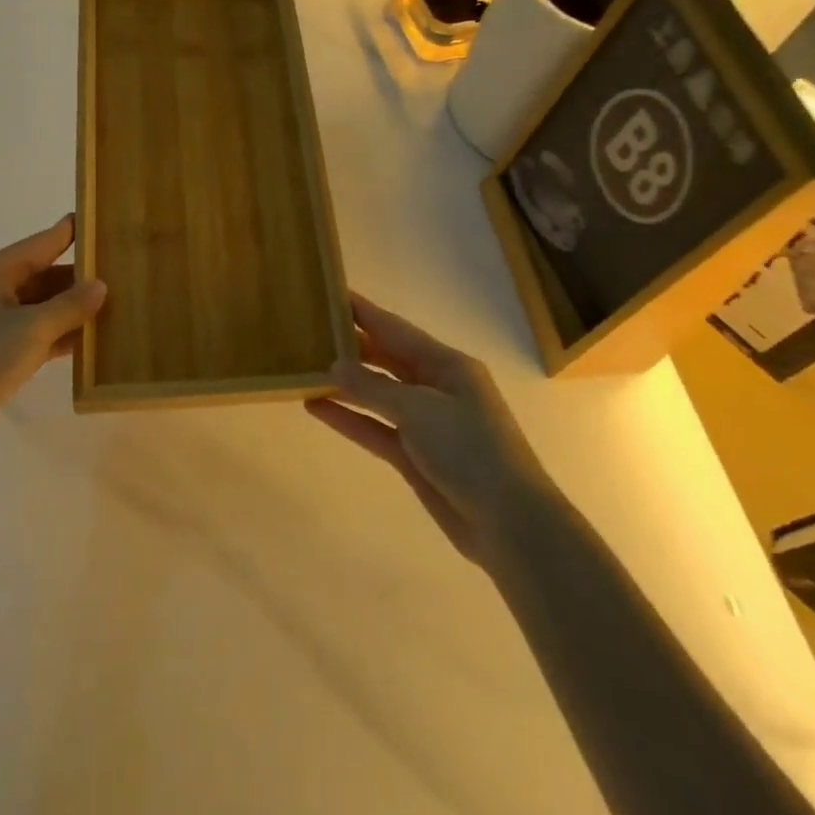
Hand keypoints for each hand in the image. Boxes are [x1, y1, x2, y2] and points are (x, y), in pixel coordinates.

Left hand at [0, 215, 106, 457]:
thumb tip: (101, 285)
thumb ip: (70, 305)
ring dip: (71, 308)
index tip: (99, 220)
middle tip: (119, 271)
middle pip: (41, 274)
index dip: (70, 232)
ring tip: (113, 303)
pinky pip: (34, 332)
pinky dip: (58, 334)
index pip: (40, 243)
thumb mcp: (33, 327)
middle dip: (77, 277)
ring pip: (39, 306)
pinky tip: (90, 339)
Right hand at [307, 294, 545, 562]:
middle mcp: (436, 388)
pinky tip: (317, 406)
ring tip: (306, 367)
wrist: (508, 521)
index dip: (365, 313)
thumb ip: (373, 387)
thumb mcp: (419, 409)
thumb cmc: (470, 449)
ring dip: (345, 384)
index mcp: (448, 365)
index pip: (397, 330)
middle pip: (386, 359)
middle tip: (311, 330)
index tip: (334, 293)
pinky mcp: (414, 456)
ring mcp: (425, 424)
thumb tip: (334, 366)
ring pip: (377, 395)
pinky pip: (375, 429)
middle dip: (352, 346)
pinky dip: (349, 418)